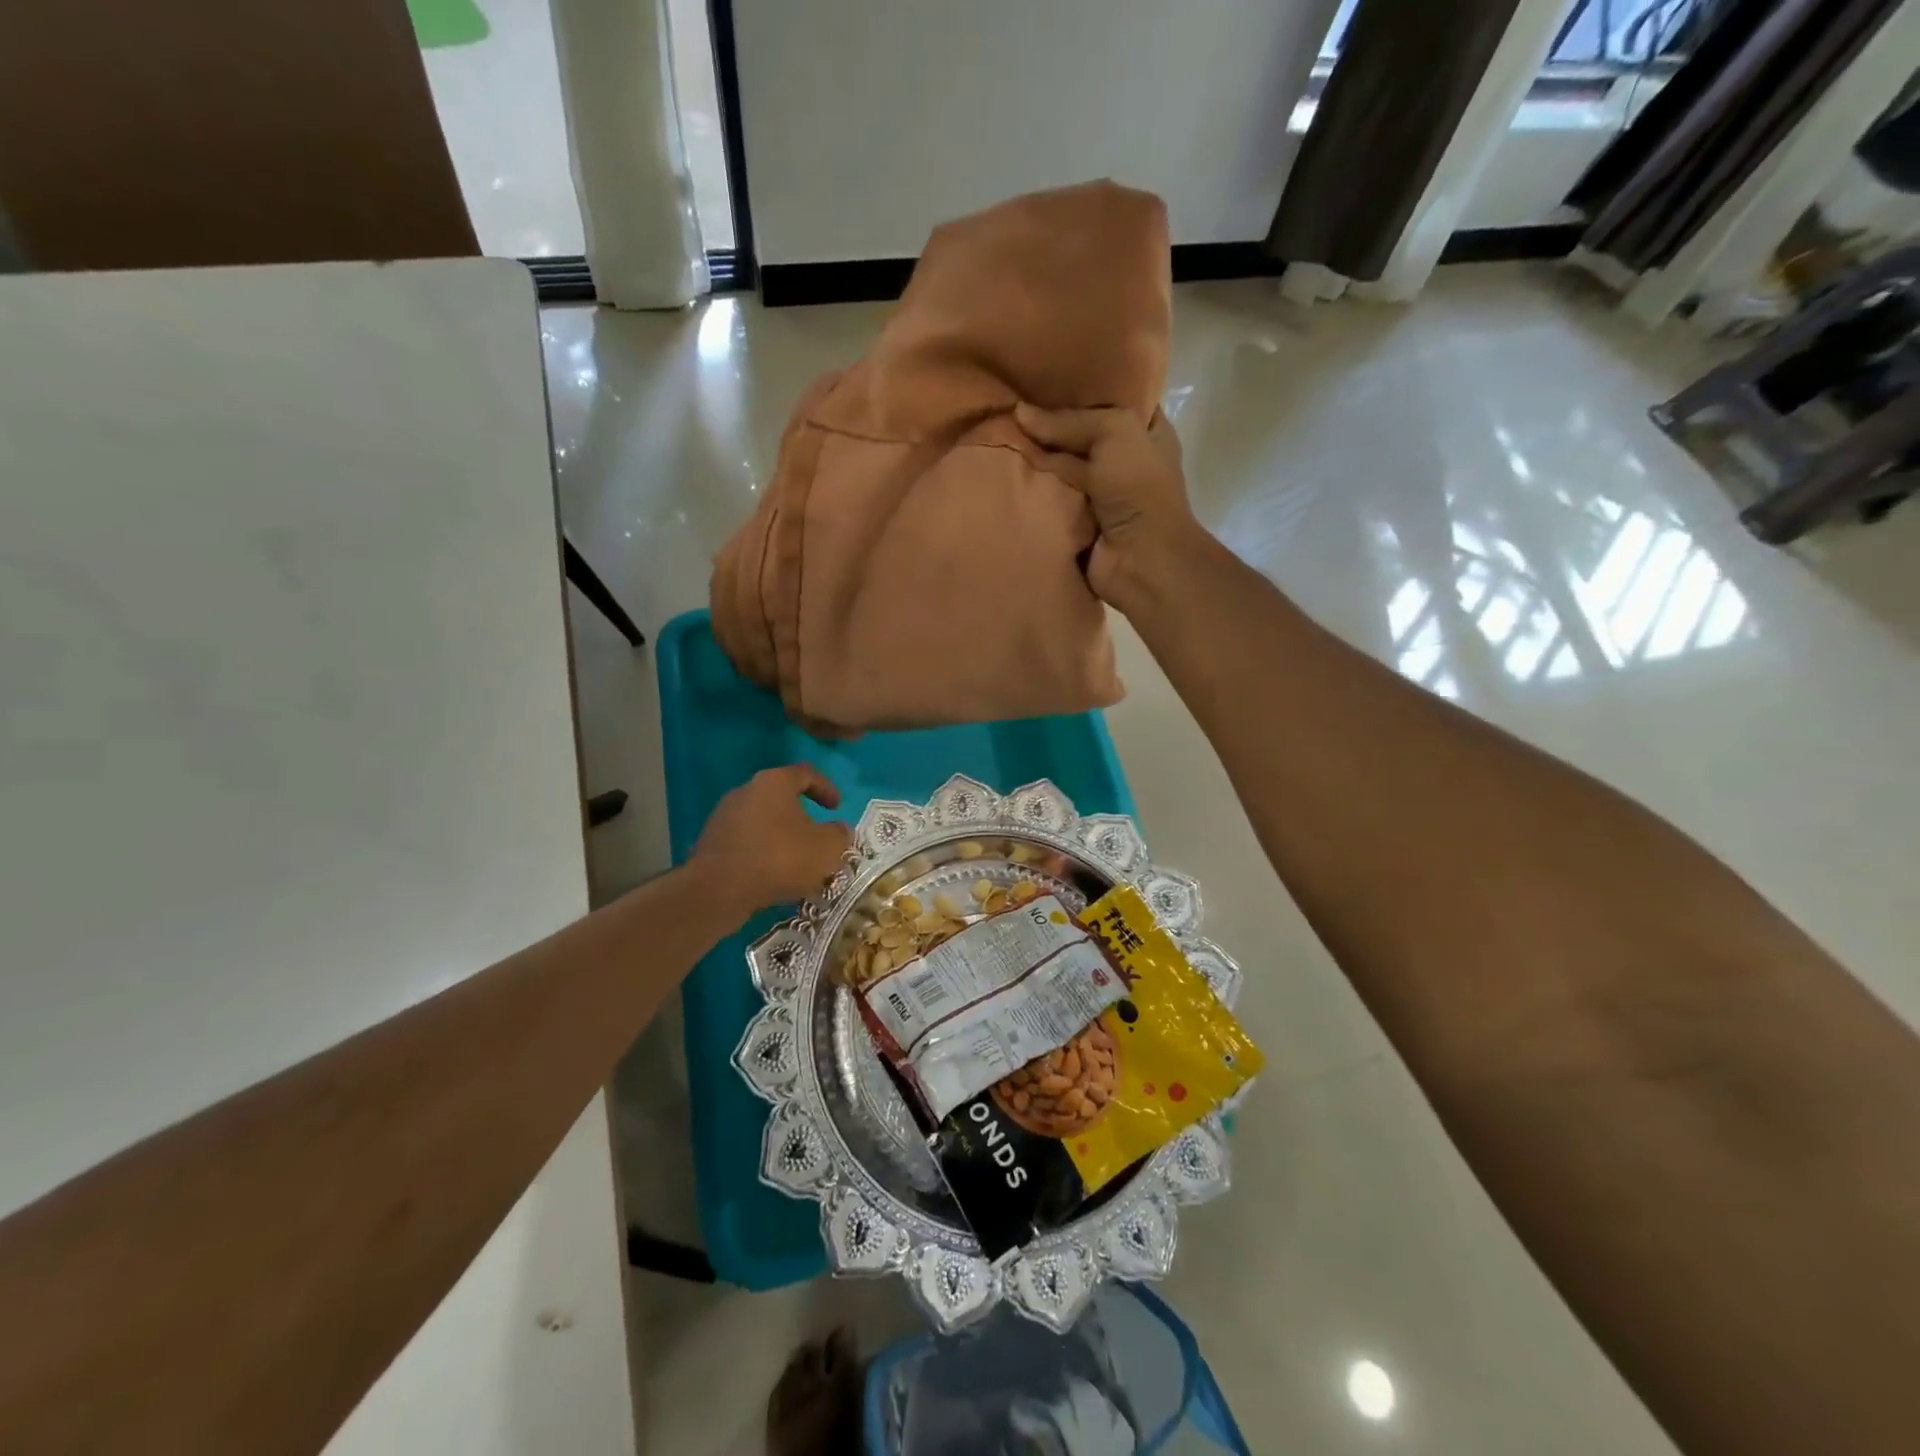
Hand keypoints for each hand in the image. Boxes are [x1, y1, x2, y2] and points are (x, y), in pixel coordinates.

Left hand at [694, 766, 851, 913]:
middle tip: (818, 839)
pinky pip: (746, 843)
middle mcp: (746, 791)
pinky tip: (774, 877)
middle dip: (803, 819)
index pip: (806, 774)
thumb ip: (840, 835)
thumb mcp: (827, 848)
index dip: (826, 788)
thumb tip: (839, 830)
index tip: (837, 807)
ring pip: (763, 823)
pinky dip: (763, 855)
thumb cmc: (780, 858)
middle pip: (781, 799)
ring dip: (782, 839)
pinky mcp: (711, 843)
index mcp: (775, 782)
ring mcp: (724, 816)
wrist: (719, 890)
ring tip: (798, 864)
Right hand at [1016, 403, 1203, 607]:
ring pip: (1061, 467)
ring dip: (1035, 457)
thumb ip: (1069, 420)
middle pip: (1081, 434)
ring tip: (996, 432)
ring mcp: (1099, 494)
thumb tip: (1018, 412)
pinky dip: (1030, 490)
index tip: (1048, 372)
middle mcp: (1123, 460)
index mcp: (1146, 433)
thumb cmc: (1139, 488)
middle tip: (1009, 402)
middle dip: (1051, 423)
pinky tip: (1001, 468)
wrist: (1140, 560)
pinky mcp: (1078, 522)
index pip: (1115, 399)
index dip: (1086, 385)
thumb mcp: (1114, 433)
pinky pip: (1050, 499)